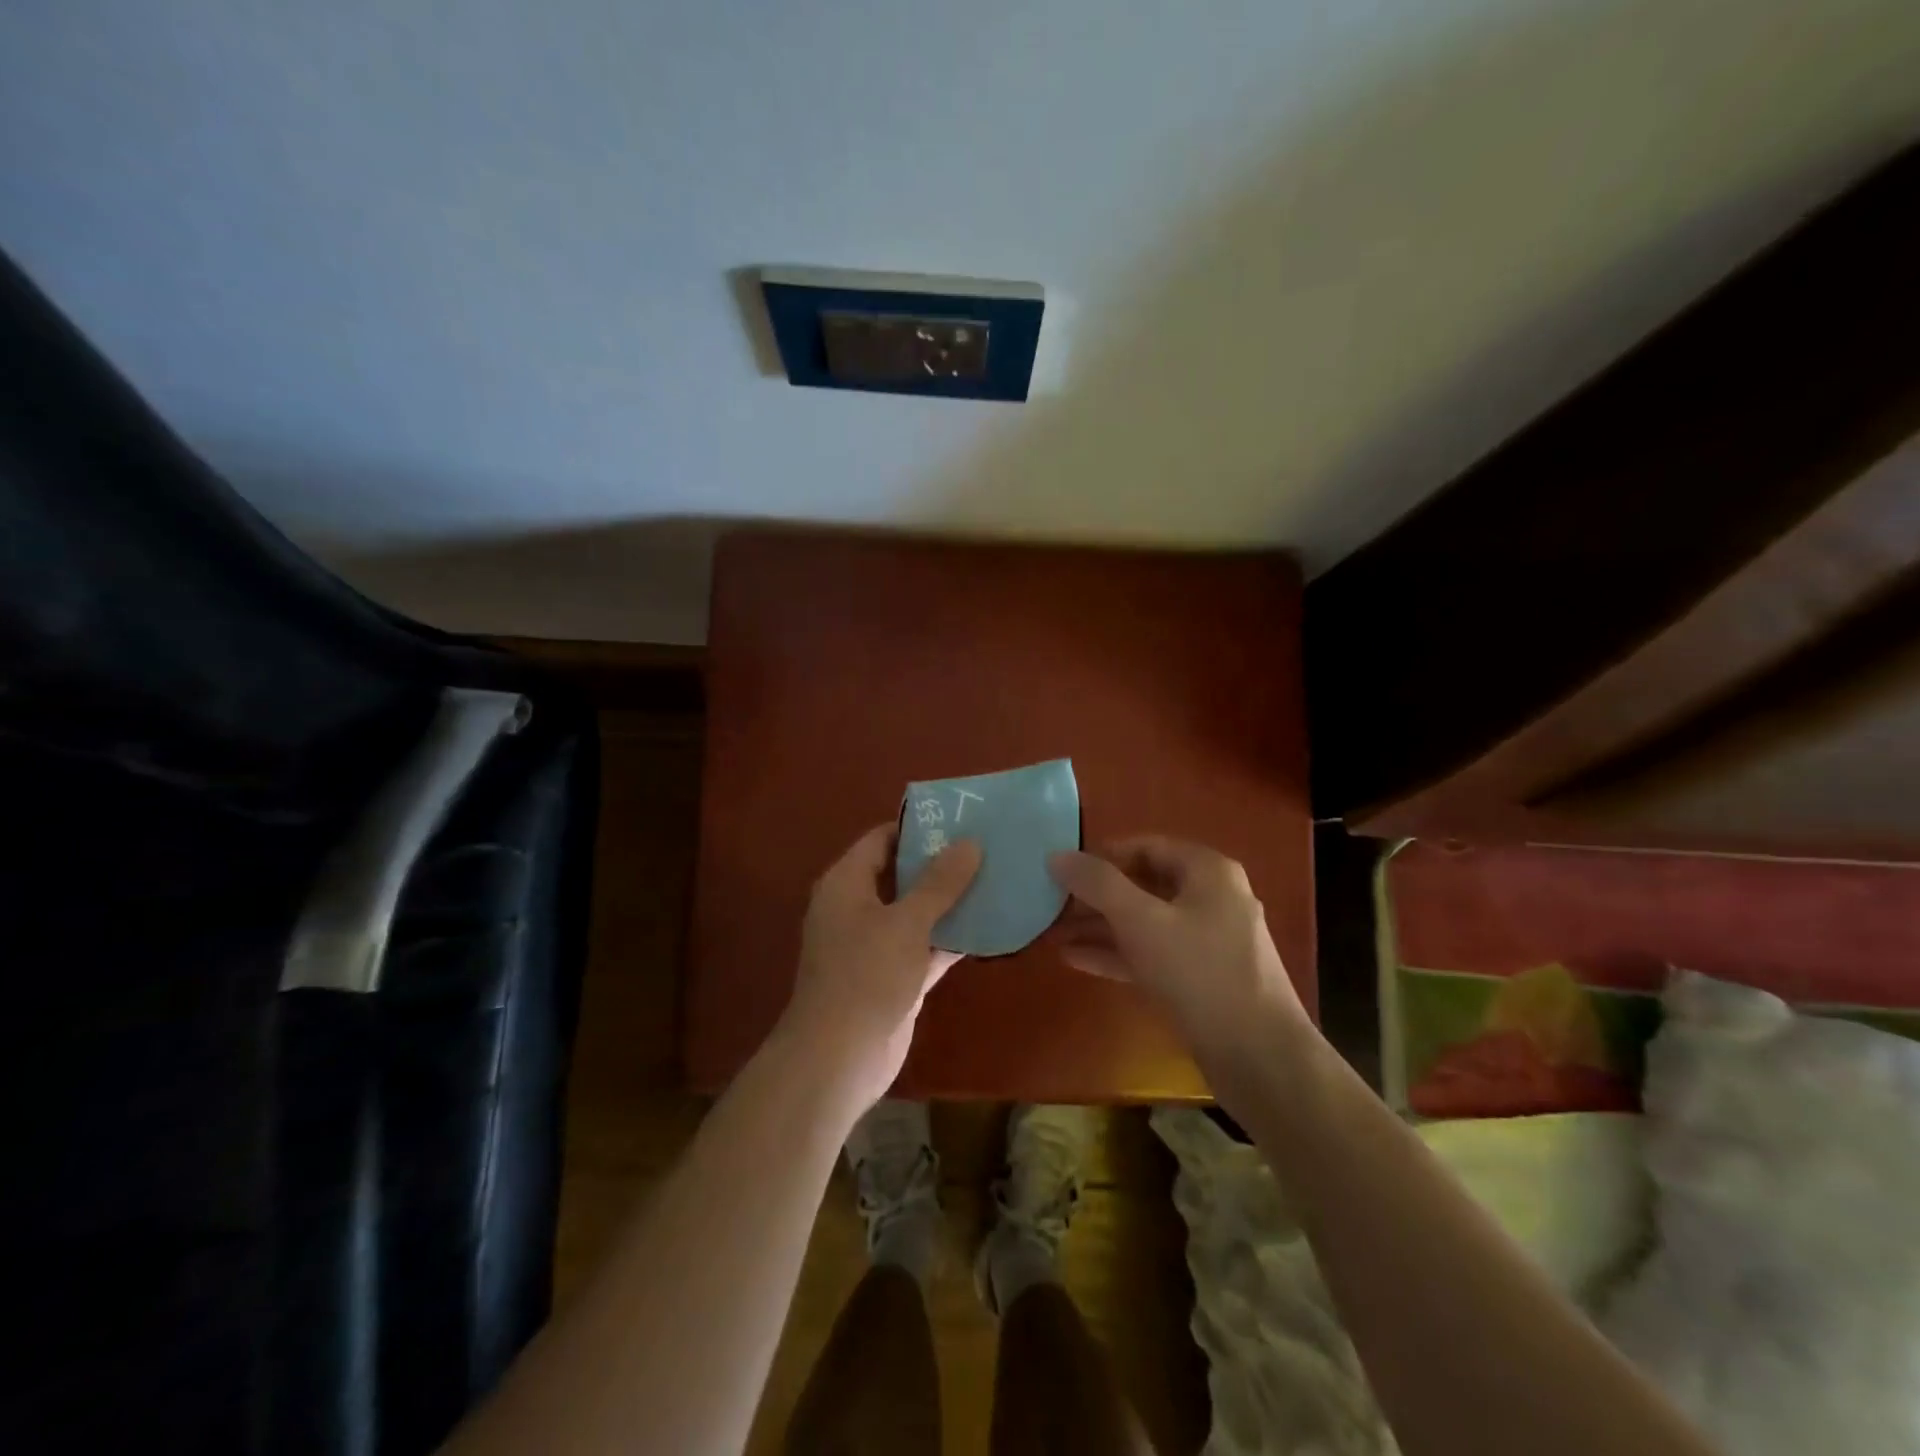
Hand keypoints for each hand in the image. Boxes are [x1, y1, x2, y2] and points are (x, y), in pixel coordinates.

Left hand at [775, 824, 981, 1114]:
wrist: (839, 1058)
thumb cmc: (866, 976)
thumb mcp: (906, 922)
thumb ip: (939, 882)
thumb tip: (970, 842)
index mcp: (846, 884)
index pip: (881, 839)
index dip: (918, 828)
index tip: (960, 820)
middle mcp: (858, 908)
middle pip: (902, 874)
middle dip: (941, 863)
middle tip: (988, 846)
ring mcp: (876, 944)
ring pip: (917, 911)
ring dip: (951, 901)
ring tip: (997, 878)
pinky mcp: (894, 975)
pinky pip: (926, 945)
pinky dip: (952, 938)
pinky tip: (991, 926)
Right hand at [1048, 835, 1307, 1057]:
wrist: (1260, 1058)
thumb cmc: (1199, 973)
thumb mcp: (1141, 921)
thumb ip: (1097, 884)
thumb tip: (1057, 855)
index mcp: (1208, 872)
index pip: (1146, 846)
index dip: (1102, 855)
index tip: (1063, 870)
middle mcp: (1212, 899)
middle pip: (1144, 885)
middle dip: (1096, 896)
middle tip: (1052, 905)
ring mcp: (1209, 941)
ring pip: (1145, 923)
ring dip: (1101, 927)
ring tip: (1053, 933)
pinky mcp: (1202, 979)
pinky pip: (1153, 954)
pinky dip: (1118, 954)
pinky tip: (1076, 960)